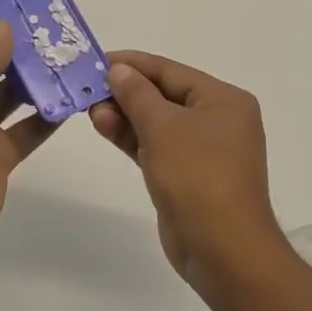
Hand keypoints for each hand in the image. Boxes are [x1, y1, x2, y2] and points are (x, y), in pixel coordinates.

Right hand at [91, 51, 288, 298]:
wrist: (223, 250)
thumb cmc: (198, 177)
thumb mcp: (163, 127)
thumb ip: (137, 94)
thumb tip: (118, 70)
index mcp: (224, 100)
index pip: (171, 71)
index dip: (133, 64)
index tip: (97, 60)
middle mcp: (217, 120)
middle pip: (164, 95)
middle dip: (126, 92)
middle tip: (87, 88)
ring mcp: (203, 150)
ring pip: (157, 122)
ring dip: (124, 115)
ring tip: (89, 110)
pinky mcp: (186, 175)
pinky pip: (156, 146)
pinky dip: (132, 137)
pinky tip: (104, 127)